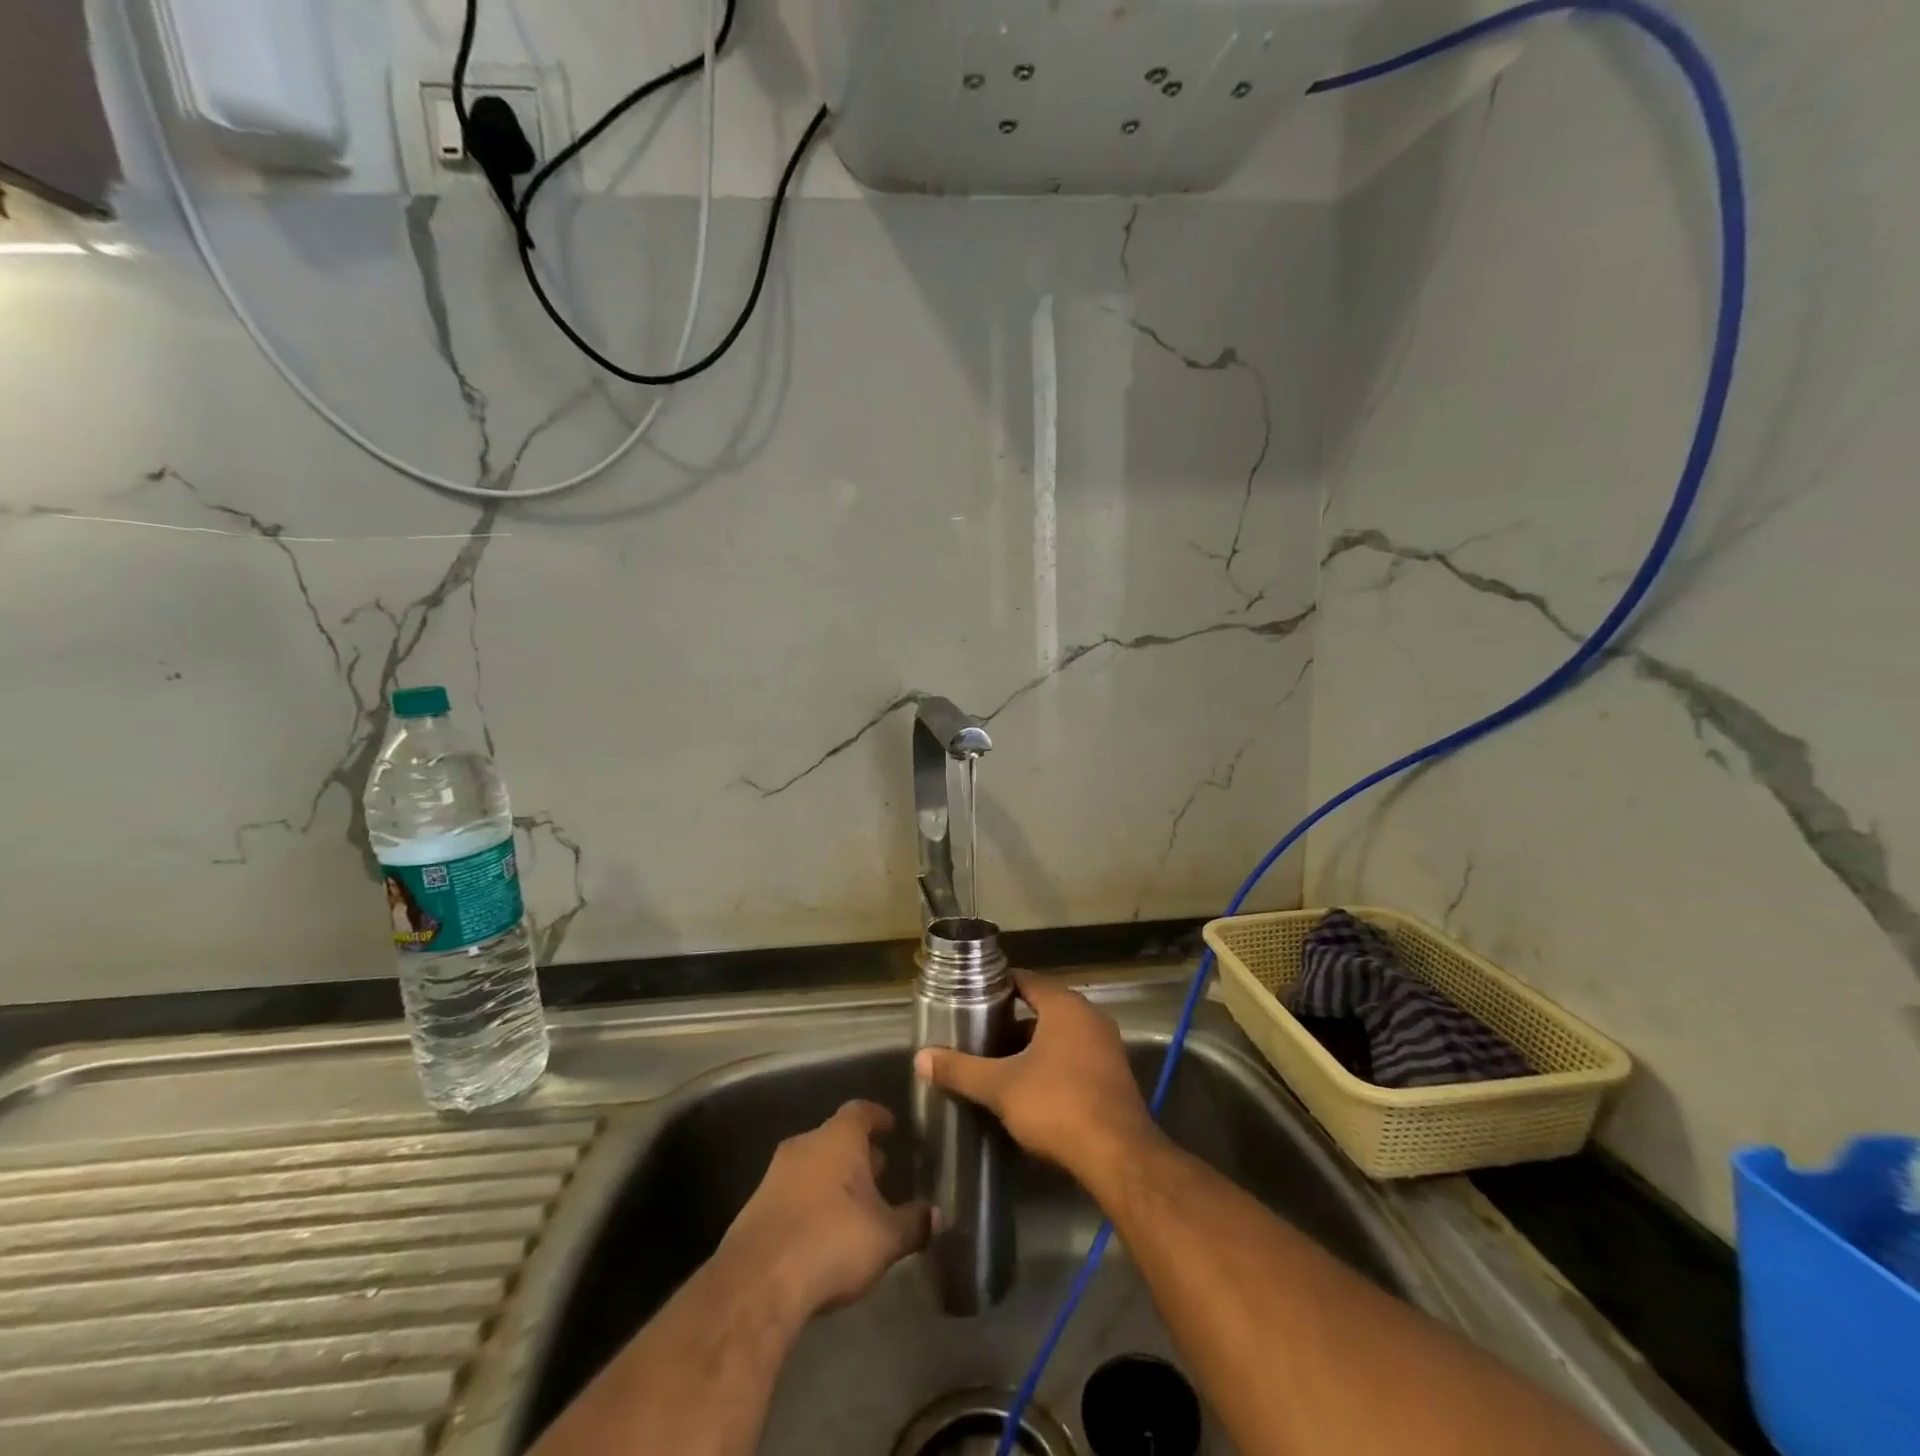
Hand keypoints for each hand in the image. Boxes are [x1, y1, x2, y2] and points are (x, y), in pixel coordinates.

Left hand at [718, 1100, 929, 1320]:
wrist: (758, 1282)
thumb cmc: (832, 1240)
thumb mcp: (885, 1237)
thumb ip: (914, 1224)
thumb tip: (939, 1216)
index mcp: (839, 1138)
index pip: (861, 1111)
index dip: (878, 1117)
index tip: (892, 1127)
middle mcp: (805, 1144)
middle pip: (836, 1137)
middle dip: (858, 1153)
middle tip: (881, 1171)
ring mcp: (776, 1174)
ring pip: (813, 1165)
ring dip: (833, 1179)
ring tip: (855, 1204)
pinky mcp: (756, 1207)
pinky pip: (793, 1192)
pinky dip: (811, 1202)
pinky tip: (824, 1230)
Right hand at [914, 972, 1157, 1180]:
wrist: (1118, 1156)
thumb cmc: (1057, 1105)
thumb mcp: (1001, 1086)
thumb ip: (961, 1070)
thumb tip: (921, 1058)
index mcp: (1064, 1005)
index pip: (1024, 980)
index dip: (995, 988)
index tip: (969, 1000)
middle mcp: (1089, 1016)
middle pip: (1041, 1008)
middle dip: (1009, 1022)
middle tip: (976, 1035)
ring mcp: (1106, 1046)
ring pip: (1058, 1036)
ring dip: (1030, 1047)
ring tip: (996, 1064)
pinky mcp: (1113, 1076)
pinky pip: (1074, 1058)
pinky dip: (1051, 1065)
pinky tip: (1029, 1089)